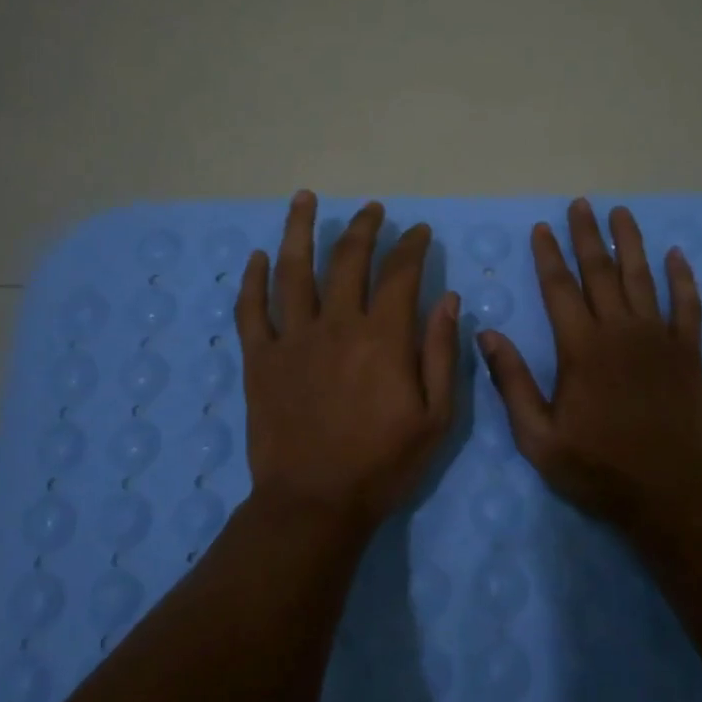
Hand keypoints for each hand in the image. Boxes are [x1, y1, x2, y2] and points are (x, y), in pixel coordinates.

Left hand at [237, 192, 460, 527]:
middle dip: (363, 227)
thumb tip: (449, 299)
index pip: (400, 273)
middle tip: (372, 209)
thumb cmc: (383, 464)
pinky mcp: (260, 359)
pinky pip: (252, 309)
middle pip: (347, 259)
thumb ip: (442, 353)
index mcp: (383, 337)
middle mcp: (336, 324)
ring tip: (304, 198)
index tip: (418, 232)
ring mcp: (292, 338)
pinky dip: (252, 280)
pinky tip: (257, 257)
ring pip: (293, 270)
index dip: (411, 246)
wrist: (314, 503)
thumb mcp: (436, 416)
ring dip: (299, 229)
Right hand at [478, 198, 701, 524]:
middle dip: (587, 236)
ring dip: (631, 243)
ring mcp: (658, 339)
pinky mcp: (688, 353)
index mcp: (581, 348)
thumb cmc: (598, 467)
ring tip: (622, 213)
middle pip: (600, 272)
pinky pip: (687, 306)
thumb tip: (486, 334)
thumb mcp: (538, 436)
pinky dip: (682, 279)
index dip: (548, 255)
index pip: (559, 288)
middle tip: (581, 204)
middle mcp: (619, 331)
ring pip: (642, 278)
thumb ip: (512, 382)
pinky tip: (676, 255)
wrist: (670, 493)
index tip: (542, 227)